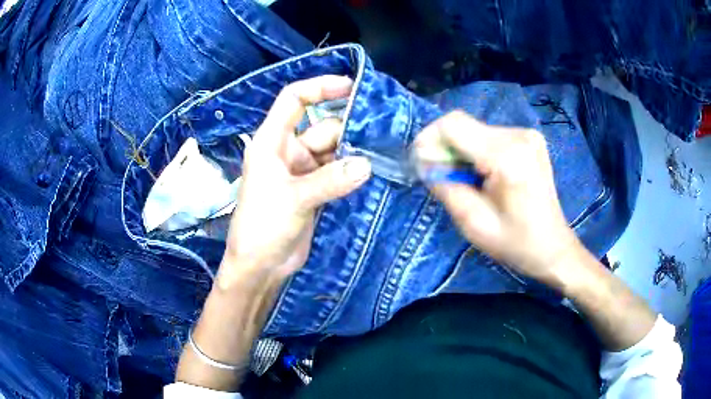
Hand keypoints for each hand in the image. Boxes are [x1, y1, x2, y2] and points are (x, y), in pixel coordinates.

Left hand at [217, 75, 371, 289]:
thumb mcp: (294, 199)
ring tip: (383, 154)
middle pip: (323, 128)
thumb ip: (330, 180)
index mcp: (272, 142)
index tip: (350, 87)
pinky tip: (374, 172)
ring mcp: (303, 171)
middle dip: (350, 130)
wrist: (260, 266)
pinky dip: (352, 172)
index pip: (294, 101)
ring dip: (355, 153)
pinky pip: (338, 172)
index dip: (319, 88)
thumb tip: (368, 164)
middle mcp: (288, 151)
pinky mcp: (315, 190)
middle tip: (382, 135)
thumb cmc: (262, 227)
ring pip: (334, 151)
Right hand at [415, 111, 580, 284]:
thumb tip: (424, 161)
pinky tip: (483, 174)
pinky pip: (489, 135)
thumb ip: (444, 187)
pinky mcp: (528, 138)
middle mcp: (518, 136)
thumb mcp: (472, 223)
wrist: (552, 246)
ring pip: (474, 129)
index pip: (453, 125)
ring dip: (461, 151)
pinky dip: (476, 151)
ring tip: (465, 180)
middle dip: (444, 147)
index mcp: (507, 157)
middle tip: (441, 177)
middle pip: (463, 124)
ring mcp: (526, 134)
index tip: (421, 163)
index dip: (429, 139)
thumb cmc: (515, 242)